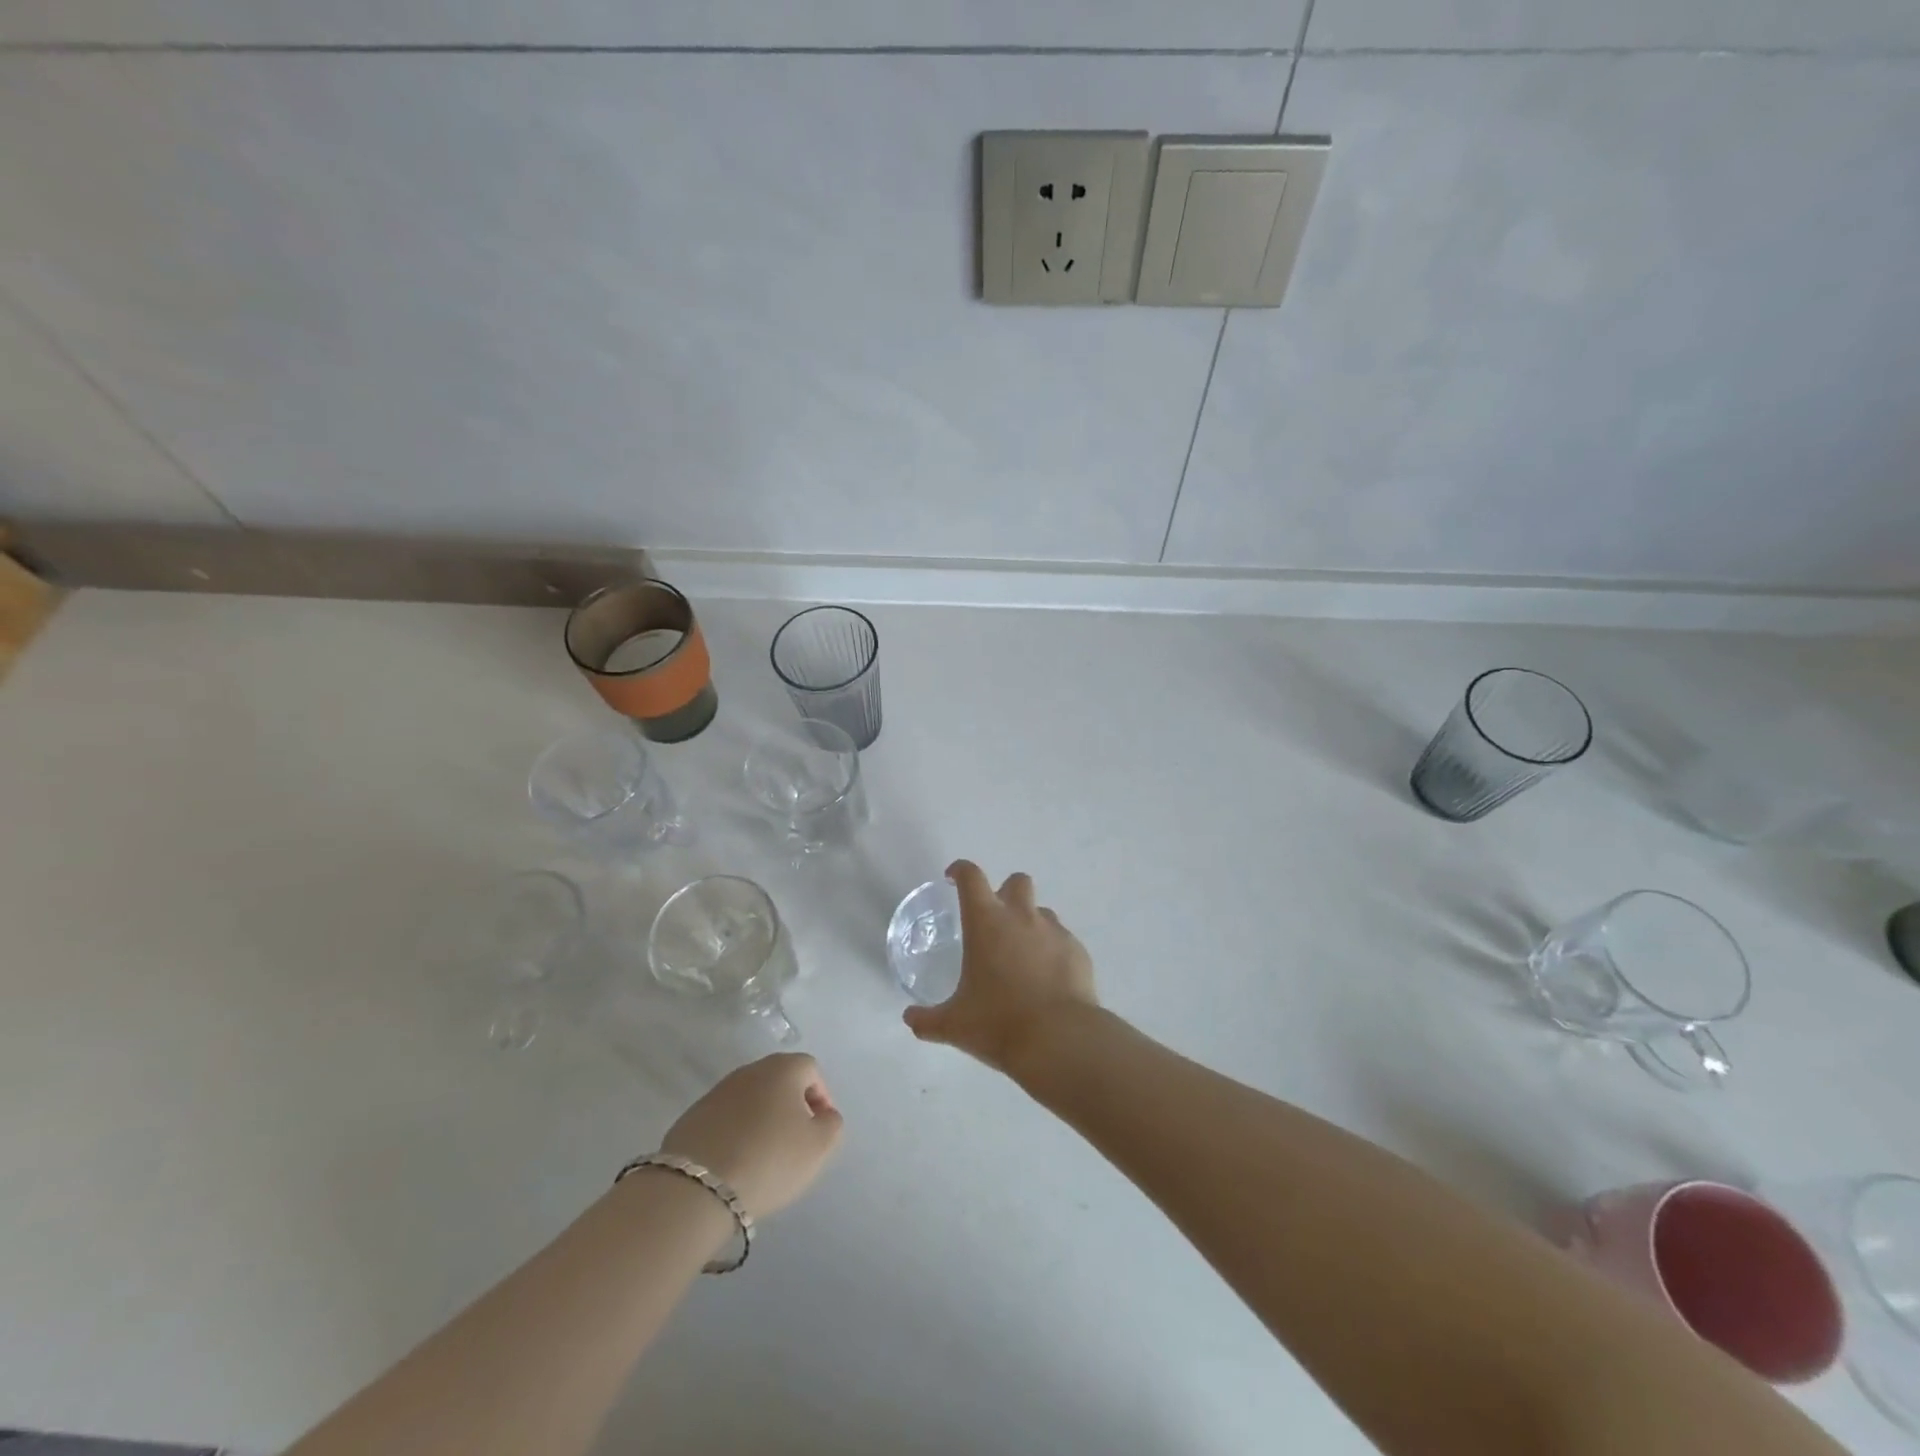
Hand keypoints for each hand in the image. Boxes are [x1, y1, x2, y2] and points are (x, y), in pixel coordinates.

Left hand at [662, 1053, 842, 1218]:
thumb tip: (823, 1115)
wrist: (696, 1187)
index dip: (821, 1097)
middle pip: (779, 1081)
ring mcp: (717, 1091)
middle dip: (791, 1107)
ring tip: (764, 1156)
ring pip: (751, 1100)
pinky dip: (736, 1133)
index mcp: (783, 1068)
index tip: (820, 1129)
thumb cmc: (769, 1160)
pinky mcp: (692, 1116)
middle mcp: (750, 1070)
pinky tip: (736, 1162)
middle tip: (795, 1142)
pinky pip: (725, 1119)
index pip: (811, 1070)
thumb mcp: (819, 1147)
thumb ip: (832, 1124)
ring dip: (762, 1120)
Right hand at [902, 860, 1098, 1076]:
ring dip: (1030, 923)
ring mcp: (1054, 932)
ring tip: (1022, 956)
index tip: (953, 878)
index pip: (971, 877)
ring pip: (1042, 911)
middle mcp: (1022, 917)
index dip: (960, 871)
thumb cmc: (999, 1024)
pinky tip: (1047, 980)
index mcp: (986, 922)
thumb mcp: (954, 1025)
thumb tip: (910, 1019)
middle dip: (1005, 892)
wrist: (1060, 1040)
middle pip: (1017, 882)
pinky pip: (1063, 940)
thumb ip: (928, 1019)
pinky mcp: (1078, 951)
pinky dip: (1053, 951)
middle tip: (994, 922)